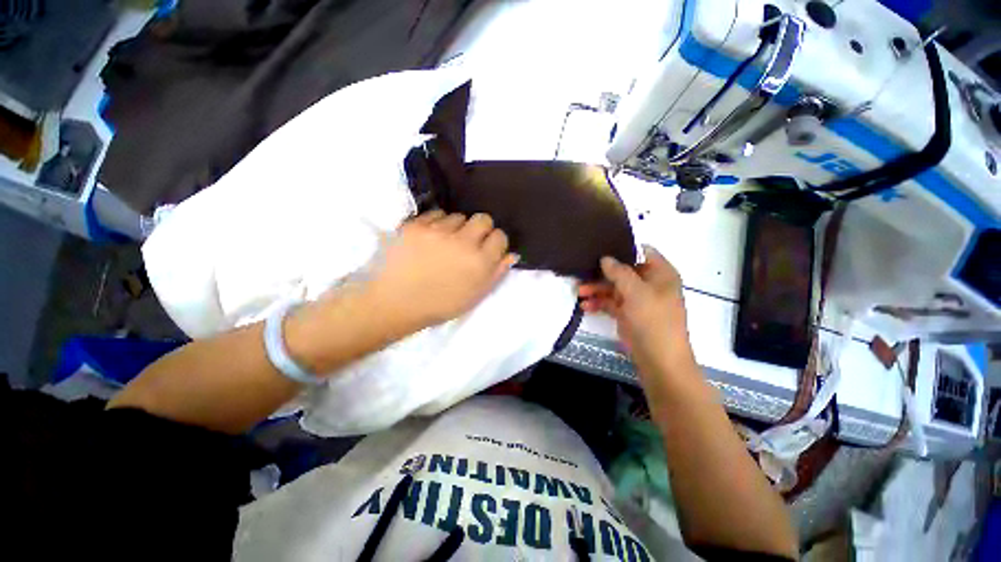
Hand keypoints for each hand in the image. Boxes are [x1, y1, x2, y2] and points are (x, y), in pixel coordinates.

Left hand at [366, 210, 517, 329]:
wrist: (396, 303)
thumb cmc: (440, 304)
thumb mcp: (475, 296)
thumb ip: (496, 273)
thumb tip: (511, 254)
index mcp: (480, 262)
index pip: (500, 236)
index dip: (495, 242)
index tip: (487, 249)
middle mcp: (463, 242)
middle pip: (483, 218)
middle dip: (480, 228)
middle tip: (469, 242)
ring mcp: (438, 231)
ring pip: (458, 216)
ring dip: (456, 228)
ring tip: (444, 243)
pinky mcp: (416, 225)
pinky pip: (436, 214)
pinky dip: (436, 224)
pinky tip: (429, 239)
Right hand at [578, 246, 693, 373]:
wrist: (659, 360)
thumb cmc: (653, 320)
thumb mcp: (636, 291)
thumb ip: (619, 272)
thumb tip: (605, 258)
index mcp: (660, 274)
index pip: (643, 252)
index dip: (623, 249)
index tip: (601, 247)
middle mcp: (650, 284)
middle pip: (623, 271)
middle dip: (602, 273)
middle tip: (582, 273)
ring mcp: (638, 301)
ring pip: (614, 288)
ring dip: (597, 289)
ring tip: (579, 292)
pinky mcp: (628, 315)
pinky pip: (611, 304)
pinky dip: (599, 304)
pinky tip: (585, 306)